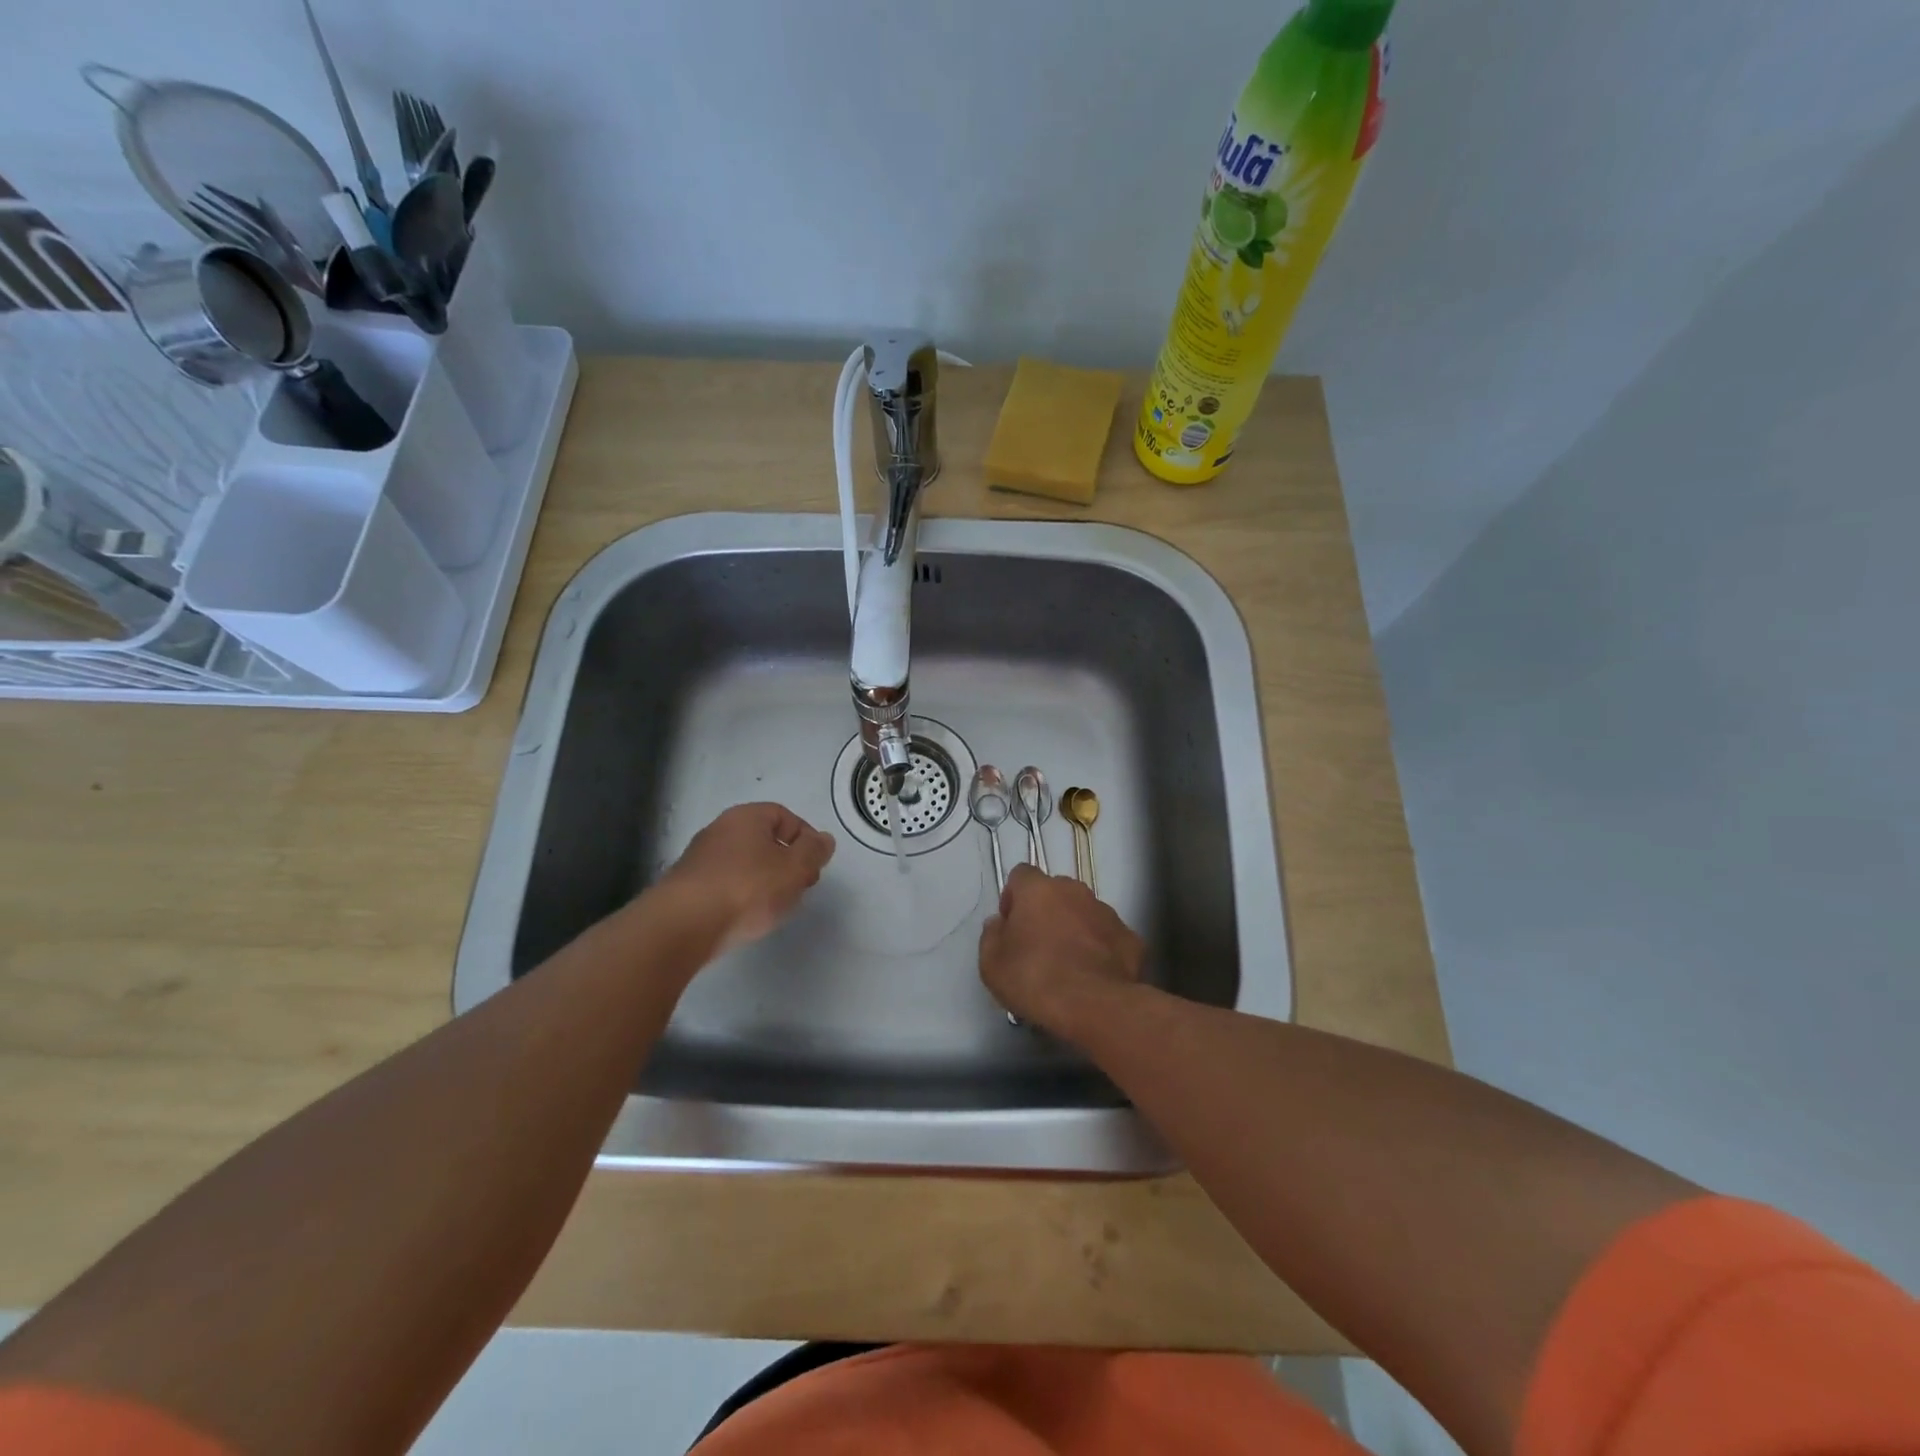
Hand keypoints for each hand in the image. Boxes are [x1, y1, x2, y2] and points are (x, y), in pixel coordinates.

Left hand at [661, 803, 835, 955]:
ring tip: (775, 906)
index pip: (785, 816)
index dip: (806, 838)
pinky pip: (725, 883)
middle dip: (787, 862)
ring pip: (745, 863)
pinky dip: (741, 895)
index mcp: (747, 816)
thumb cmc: (747, 889)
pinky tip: (746, 917)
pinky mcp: (687, 886)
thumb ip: (814, 852)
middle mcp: (720, 829)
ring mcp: (700, 858)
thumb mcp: (795, 868)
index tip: (815, 866)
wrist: (683, 925)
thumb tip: (824, 839)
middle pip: (764, 839)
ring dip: (765, 880)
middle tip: (800, 887)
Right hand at [978, 864, 1145, 1035]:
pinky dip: (1100, 950)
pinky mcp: (1131, 938)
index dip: (1013, 897)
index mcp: (1039, 890)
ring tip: (1068, 965)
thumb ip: (991, 936)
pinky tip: (1093, 977)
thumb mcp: (992, 965)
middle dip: (1046, 912)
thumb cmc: (1036, 980)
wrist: (1096, 1006)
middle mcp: (1075, 891)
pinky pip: (1108, 937)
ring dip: (1074, 929)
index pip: (1021, 875)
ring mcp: (1107, 912)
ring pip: (1084, 913)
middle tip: (1037, 947)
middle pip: (1055, 892)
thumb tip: (999, 923)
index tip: (1010, 925)